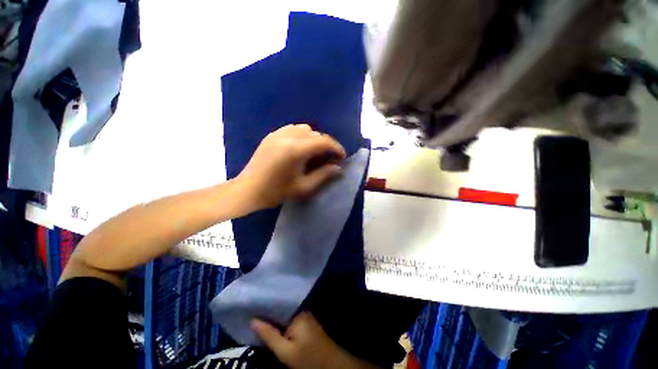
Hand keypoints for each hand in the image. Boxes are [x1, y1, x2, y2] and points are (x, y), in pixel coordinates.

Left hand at [236, 124, 346, 209]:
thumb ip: (323, 176)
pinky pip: (292, 129)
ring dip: (314, 139)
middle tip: (329, 158)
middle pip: (315, 134)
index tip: (342, 157)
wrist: (248, 190)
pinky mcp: (271, 135)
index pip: (323, 141)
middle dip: (326, 144)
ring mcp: (278, 134)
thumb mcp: (304, 187)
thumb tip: (339, 168)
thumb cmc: (277, 192)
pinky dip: (302, 135)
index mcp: (296, 150)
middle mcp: (288, 136)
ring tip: (315, 153)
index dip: (336, 148)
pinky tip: (300, 148)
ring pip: (304, 128)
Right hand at [252, 312, 379, 368]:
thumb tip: (252, 321)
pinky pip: (290, 319)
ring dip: (274, 317)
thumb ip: (269, 335)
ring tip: (257, 316)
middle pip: (281, 309)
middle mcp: (302, 310)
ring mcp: (305, 316)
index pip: (278, 304)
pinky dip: (281, 323)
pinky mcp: (306, 323)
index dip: (264, 306)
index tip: (251, 305)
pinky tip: (271, 325)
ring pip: (285, 314)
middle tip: (251, 311)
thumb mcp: (285, 351)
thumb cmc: (307, 358)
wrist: (330, 364)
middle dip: (268, 312)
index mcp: (297, 312)